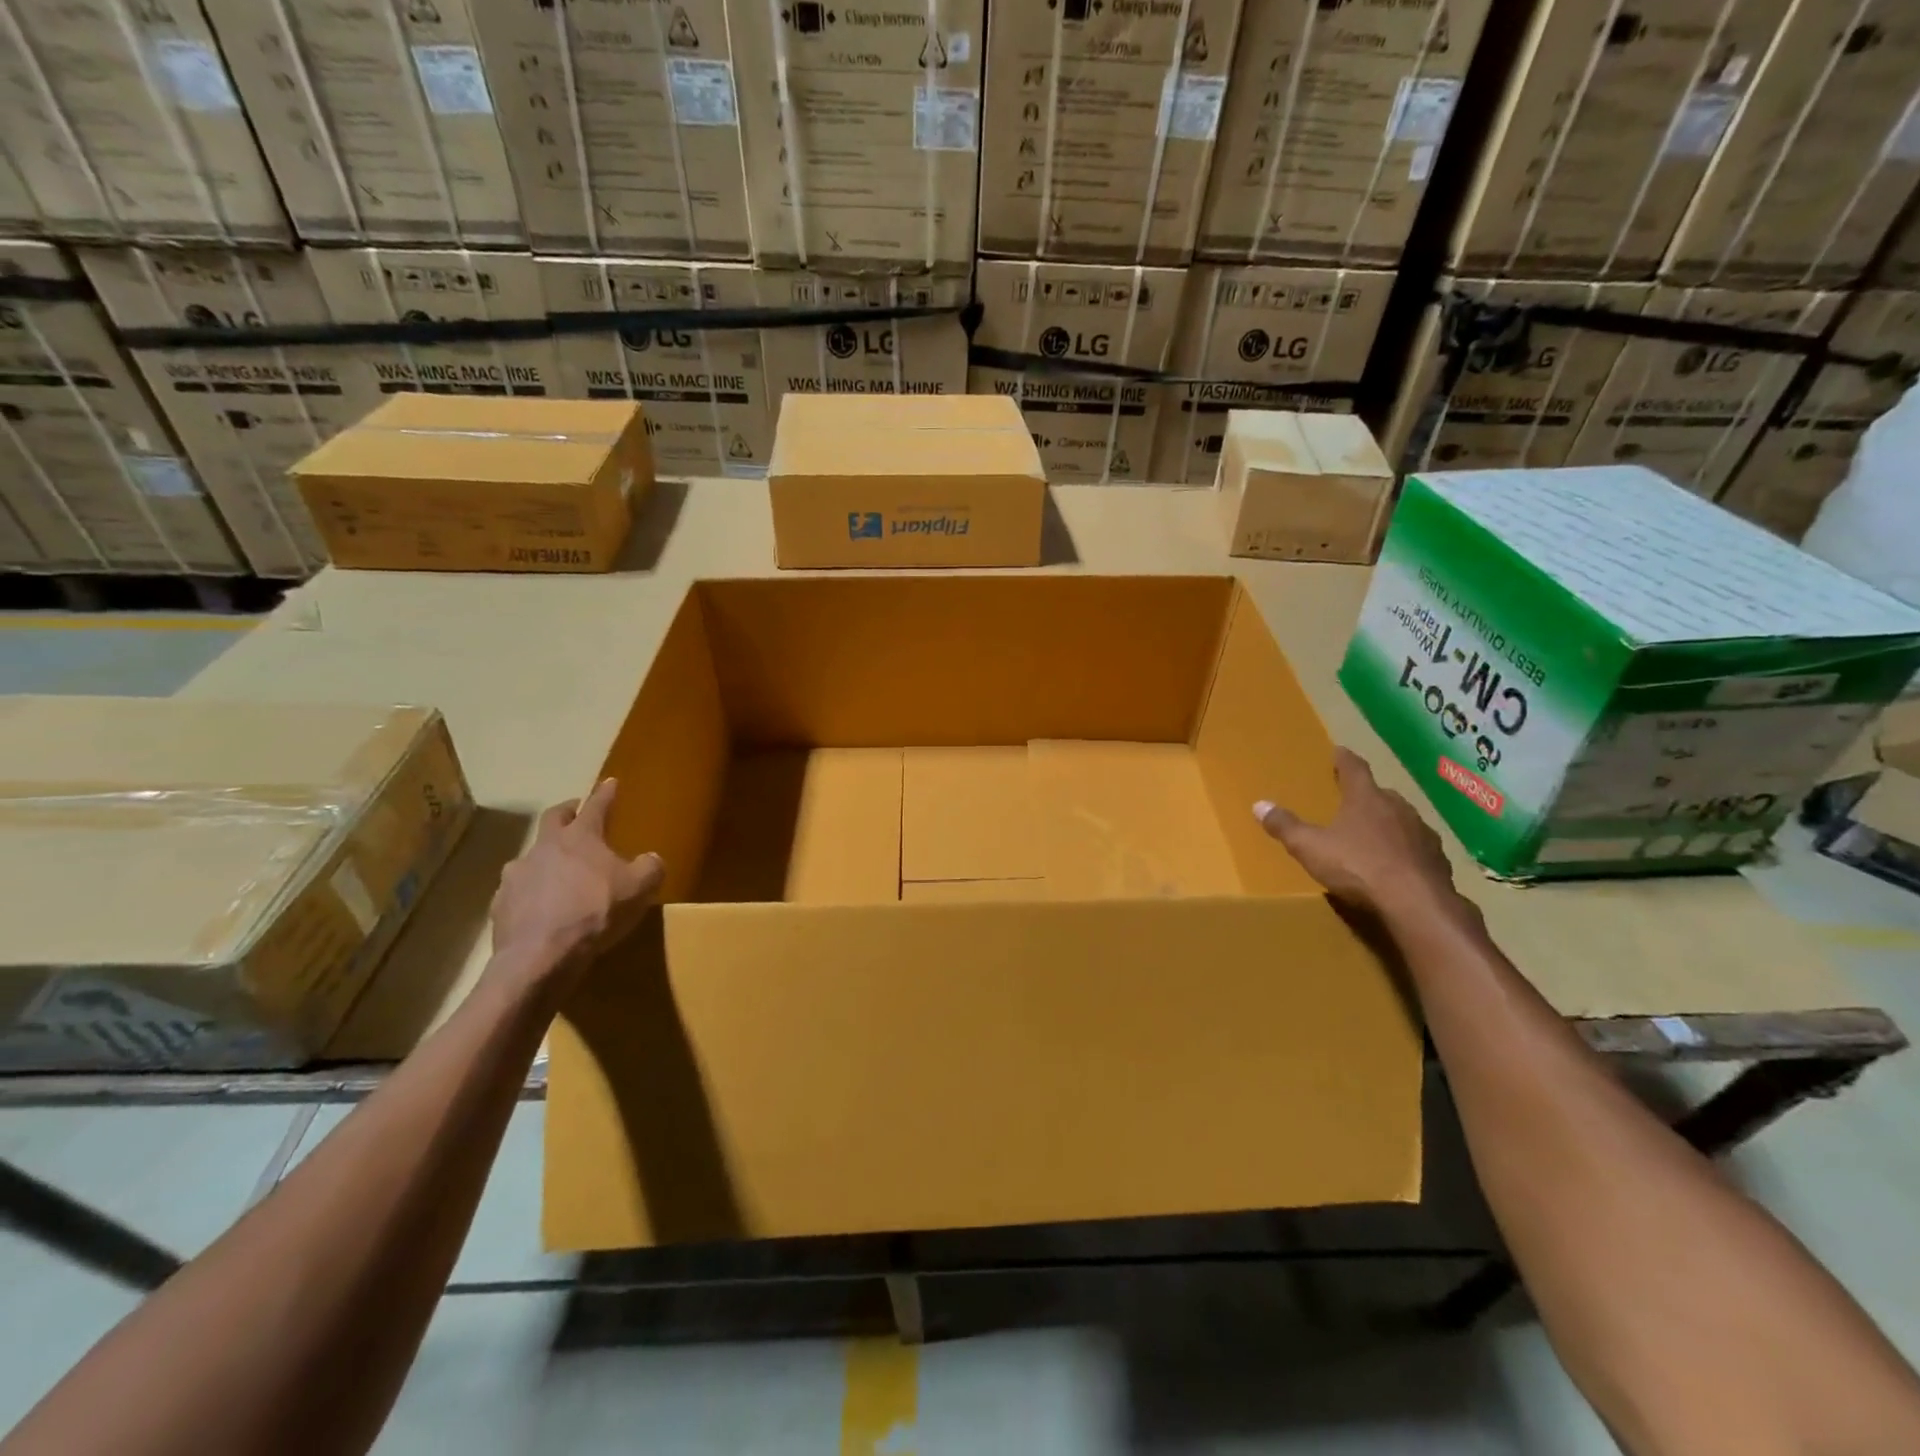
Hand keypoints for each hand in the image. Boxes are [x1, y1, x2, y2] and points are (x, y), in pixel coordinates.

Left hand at [489, 779, 663, 981]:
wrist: (541, 956)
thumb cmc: (595, 912)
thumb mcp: (639, 888)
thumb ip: (650, 867)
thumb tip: (651, 859)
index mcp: (579, 837)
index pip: (596, 806)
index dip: (605, 793)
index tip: (610, 782)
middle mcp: (544, 848)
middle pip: (553, 819)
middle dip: (567, 812)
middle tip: (576, 813)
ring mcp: (516, 875)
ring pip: (533, 857)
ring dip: (546, 859)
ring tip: (559, 874)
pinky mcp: (500, 905)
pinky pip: (520, 891)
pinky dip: (532, 893)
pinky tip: (543, 909)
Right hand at [1254, 748, 1457, 920]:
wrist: (1417, 904)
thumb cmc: (1358, 867)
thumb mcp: (1310, 848)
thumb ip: (1285, 826)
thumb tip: (1259, 805)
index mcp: (1366, 799)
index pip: (1354, 769)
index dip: (1344, 760)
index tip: (1339, 751)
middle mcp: (1398, 807)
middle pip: (1380, 794)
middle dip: (1366, 795)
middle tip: (1352, 800)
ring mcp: (1422, 833)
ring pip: (1402, 820)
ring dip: (1388, 823)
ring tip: (1373, 834)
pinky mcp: (1437, 859)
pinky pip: (1416, 847)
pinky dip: (1404, 850)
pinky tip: (1396, 864)